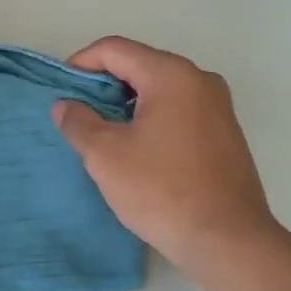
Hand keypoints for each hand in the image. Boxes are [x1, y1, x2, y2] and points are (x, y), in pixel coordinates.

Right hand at [52, 36, 282, 273]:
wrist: (228, 241)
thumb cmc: (161, 190)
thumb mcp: (105, 155)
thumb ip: (79, 122)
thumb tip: (66, 105)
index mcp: (171, 74)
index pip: (115, 49)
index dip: (81, 64)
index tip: (62, 92)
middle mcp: (200, 79)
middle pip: (140, 64)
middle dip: (104, 85)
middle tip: (79, 115)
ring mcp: (218, 106)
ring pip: (160, 89)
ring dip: (128, 104)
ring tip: (105, 134)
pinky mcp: (225, 133)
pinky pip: (179, 110)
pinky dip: (153, 118)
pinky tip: (139, 150)